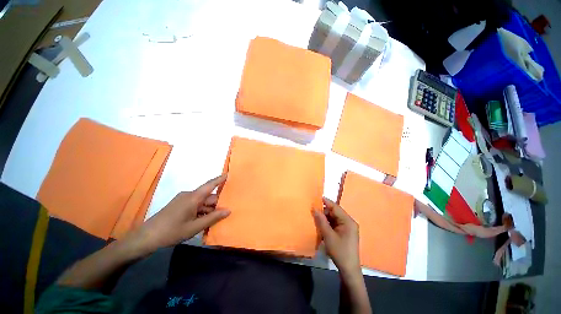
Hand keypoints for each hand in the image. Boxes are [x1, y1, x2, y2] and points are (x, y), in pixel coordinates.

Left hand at [125, 175, 230, 254]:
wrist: (145, 238)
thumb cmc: (171, 231)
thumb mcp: (195, 227)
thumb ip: (213, 218)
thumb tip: (228, 210)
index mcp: (193, 198)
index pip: (210, 185)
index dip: (220, 179)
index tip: (229, 174)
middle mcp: (189, 195)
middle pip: (207, 196)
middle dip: (216, 203)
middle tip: (226, 212)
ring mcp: (182, 200)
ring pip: (201, 202)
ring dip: (208, 209)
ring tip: (215, 220)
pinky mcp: (178, 205)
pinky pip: (194, 205)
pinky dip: (201, 211)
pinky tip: (203, 221)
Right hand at [313, 197, 360, 274]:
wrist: (348, 269)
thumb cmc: (339, 251)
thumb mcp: (328, 235)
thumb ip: (321, 220)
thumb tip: (314, 208)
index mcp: (348, 221)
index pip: (335, 207)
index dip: (325, 202)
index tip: (315, 198)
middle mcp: (349, 222)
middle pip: (335, 212)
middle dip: (324, 211)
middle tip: (313, 211)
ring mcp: (348, 228)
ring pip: (334, 218)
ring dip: (325, 218)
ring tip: (315, 218)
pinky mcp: (345, 233)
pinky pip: (335, 224)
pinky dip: (328, 224)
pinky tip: (321, 226)